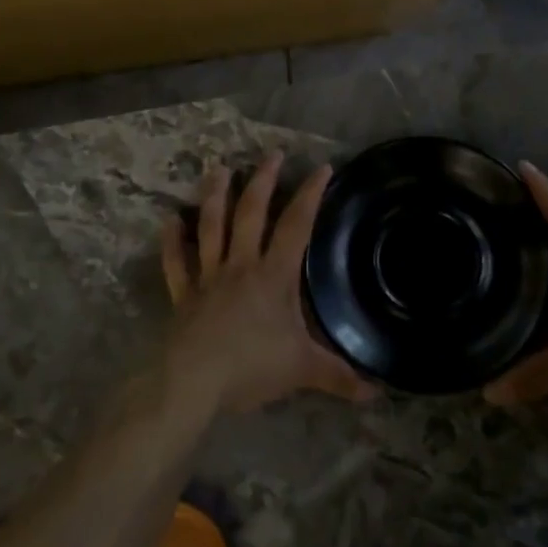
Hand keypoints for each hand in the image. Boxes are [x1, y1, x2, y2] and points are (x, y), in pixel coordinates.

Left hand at [162, 153, 375, 412]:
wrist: (193, 382)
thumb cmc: (251, 367)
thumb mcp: (303, 370)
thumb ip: (339, 377)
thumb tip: (377, 392)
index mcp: (273, 276)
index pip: (296, 226)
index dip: (311, 195)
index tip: (321, 168)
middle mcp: (240, 266)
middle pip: (251, 214)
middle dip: (263, 181)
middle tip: (270, 154)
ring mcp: (208, 277)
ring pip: (211, 227)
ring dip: (215, 195)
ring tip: (218, 168)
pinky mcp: (183, 295)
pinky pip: (176, 263)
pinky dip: (172, 241)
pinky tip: (170, 220)